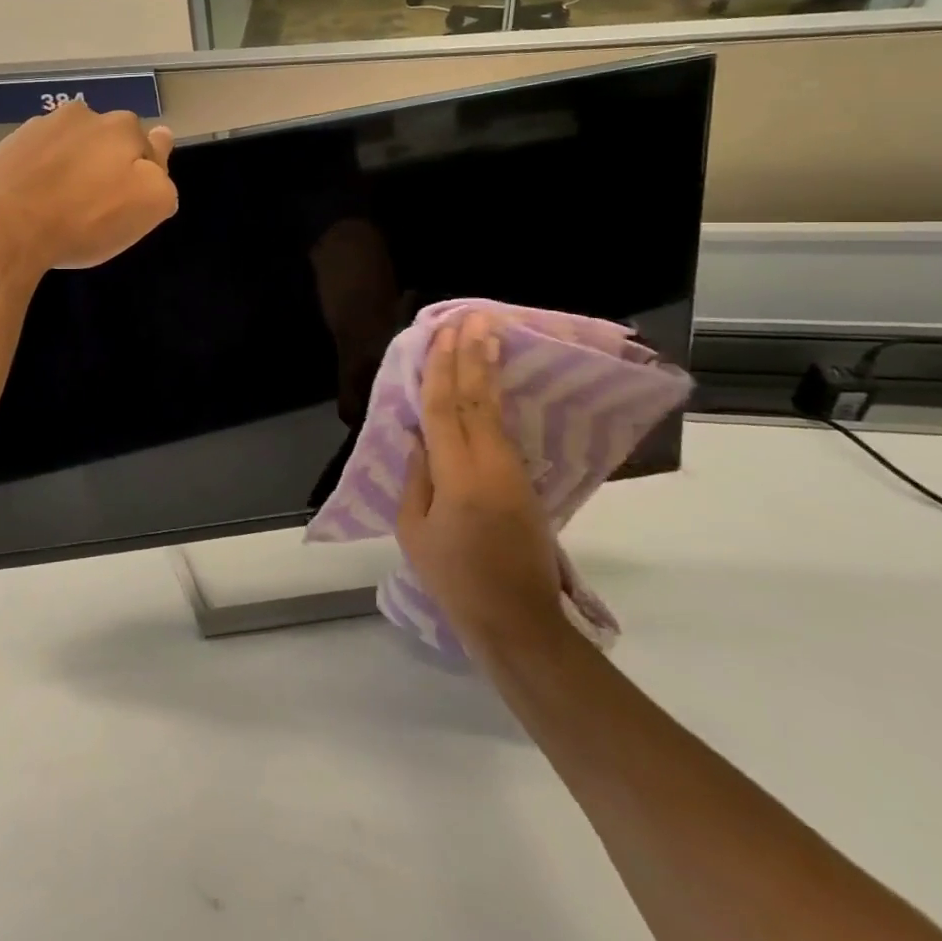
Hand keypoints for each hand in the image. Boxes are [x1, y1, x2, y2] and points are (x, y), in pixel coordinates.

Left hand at [0, 101, 177, 279]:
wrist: (1, 228)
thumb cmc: (84, 220)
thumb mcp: (149, 206)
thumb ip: (164, 178)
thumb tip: (160, 149)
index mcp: (122, 127)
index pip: (148, 146)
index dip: (144, 174)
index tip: (128, 198)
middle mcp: (82, 115)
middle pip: (106, 143)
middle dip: (107, 166)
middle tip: (96, 207)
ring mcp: (39, 128)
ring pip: (69, 147)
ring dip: (71, 167)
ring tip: (59, 206)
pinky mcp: (6, 146)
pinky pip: (35, 159)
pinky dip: (39, 175)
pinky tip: (32, 202)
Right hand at [395, 310, 566, 659]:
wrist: (519, 622)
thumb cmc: (455, 579)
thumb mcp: (415, 530)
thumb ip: (417, 477)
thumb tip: (419, 436)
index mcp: (458, 477)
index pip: (446, 410)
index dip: (442, 369)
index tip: (443, 333)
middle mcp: (491, 466)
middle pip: (479, 400)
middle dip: (474, 356)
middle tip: (474, 317)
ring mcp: (515, 473)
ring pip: (497, 411)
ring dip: (490, 370)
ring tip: (488, 335)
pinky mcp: (526, 484)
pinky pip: (504, 430)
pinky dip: (496, 399)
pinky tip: (494, 382)